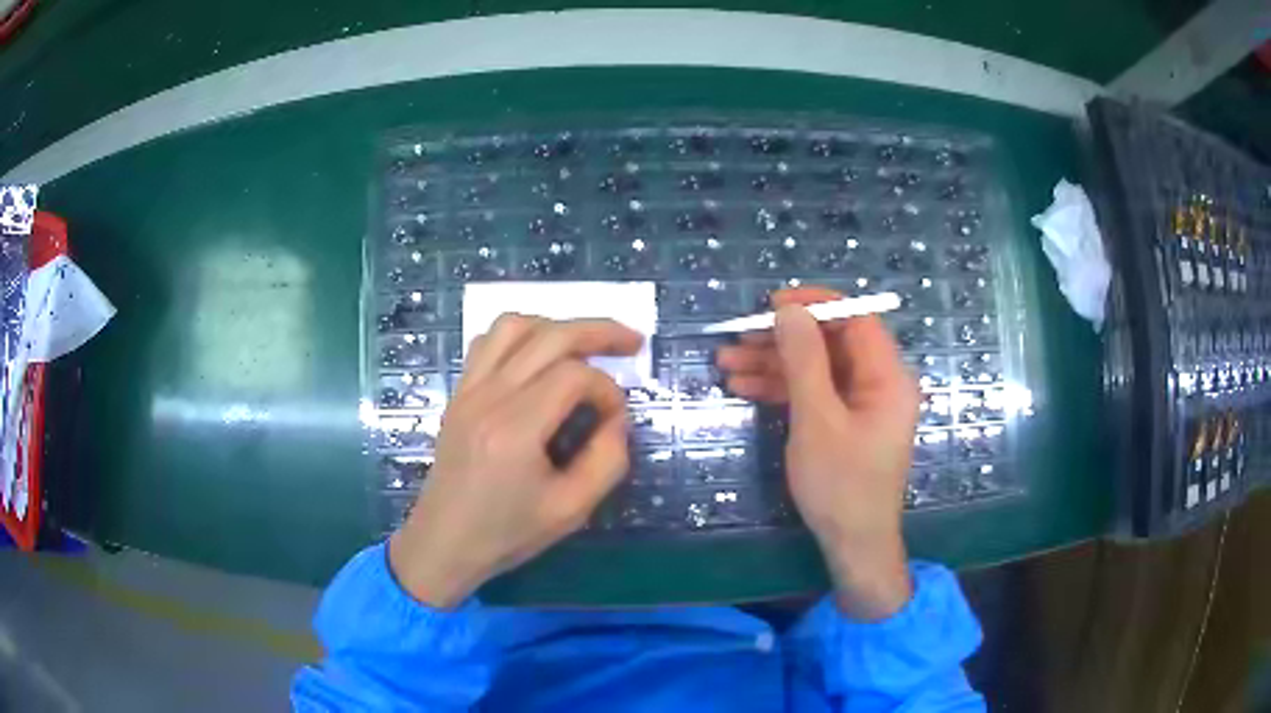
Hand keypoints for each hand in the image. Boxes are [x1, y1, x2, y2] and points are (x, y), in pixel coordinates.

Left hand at [389, 315, 641, 607]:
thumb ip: (607, 459)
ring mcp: (468, 390)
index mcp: (515, 429)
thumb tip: (615, 417)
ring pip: (513, 325)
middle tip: (632, 341)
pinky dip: (520, 336)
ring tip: (583, 345)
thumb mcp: (572, 510)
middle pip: (549, 335)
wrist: (444, 542)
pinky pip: (488, 342)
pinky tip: (538, 357)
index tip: (616, 420)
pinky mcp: (459, 394)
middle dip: (598, 331)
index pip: (574, 376)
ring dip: (555, 326)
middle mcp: (488, 397)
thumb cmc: (507, 533)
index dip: (608, 390)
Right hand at [716, 287, 919, 619]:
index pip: (855, 319)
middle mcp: (878, 384)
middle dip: (782, 339)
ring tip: (725, 363)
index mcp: (887, 376)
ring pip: (816, 369)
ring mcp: (861, 405)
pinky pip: (814, 394)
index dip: (815, 305)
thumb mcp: (817, 420)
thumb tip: (788, 310)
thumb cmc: (841, 484)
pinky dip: (782, 390)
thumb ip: (803, 360)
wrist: (852, 544)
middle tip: (737, 336)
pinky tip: (743, 387)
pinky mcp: (845, 423)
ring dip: (773, 364)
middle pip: (831, 343)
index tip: (772, 304)